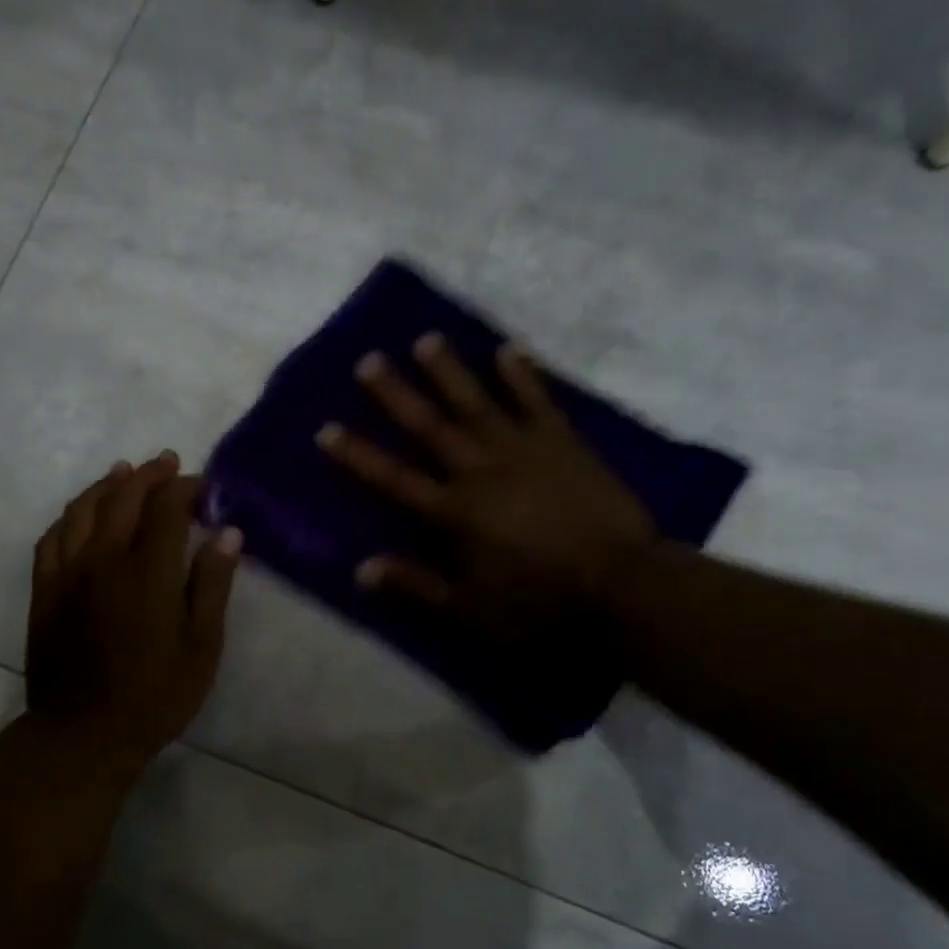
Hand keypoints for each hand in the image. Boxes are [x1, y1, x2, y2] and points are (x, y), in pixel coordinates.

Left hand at [26, 453, 242, 770]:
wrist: (84, 734)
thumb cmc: (155, 695)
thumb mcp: (201, 646)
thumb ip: (212, 584)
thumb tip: (228, 532)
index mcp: (147, 572)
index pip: (166, 509)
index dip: (185, 488)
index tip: (202, 484)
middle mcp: (102, 560)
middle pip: (123, 498)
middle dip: (148, 475)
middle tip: (168, 462)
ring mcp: (67, 573)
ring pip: (82, 510)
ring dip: (106, 484)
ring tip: (124, 472)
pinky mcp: (43, 591)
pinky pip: (52, 537)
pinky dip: (70, 515)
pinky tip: (80, 513)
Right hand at [316, 333, 653, 637]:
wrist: (622, 586)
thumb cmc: (540, 604)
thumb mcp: (469, 610)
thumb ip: (415, 585)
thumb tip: (361, 568)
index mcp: (453, 512)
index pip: (393, 478)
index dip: (357, 454)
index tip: (326, 428)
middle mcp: (480, 471)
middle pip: (430, 426)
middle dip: (396, 394)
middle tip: (369, 359)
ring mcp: (523, 450)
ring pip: (477, 403)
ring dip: (449, 371)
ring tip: (427, 339)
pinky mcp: (563, 443)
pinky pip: (538, 401)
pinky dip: (523, 375)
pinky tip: (508, 349)